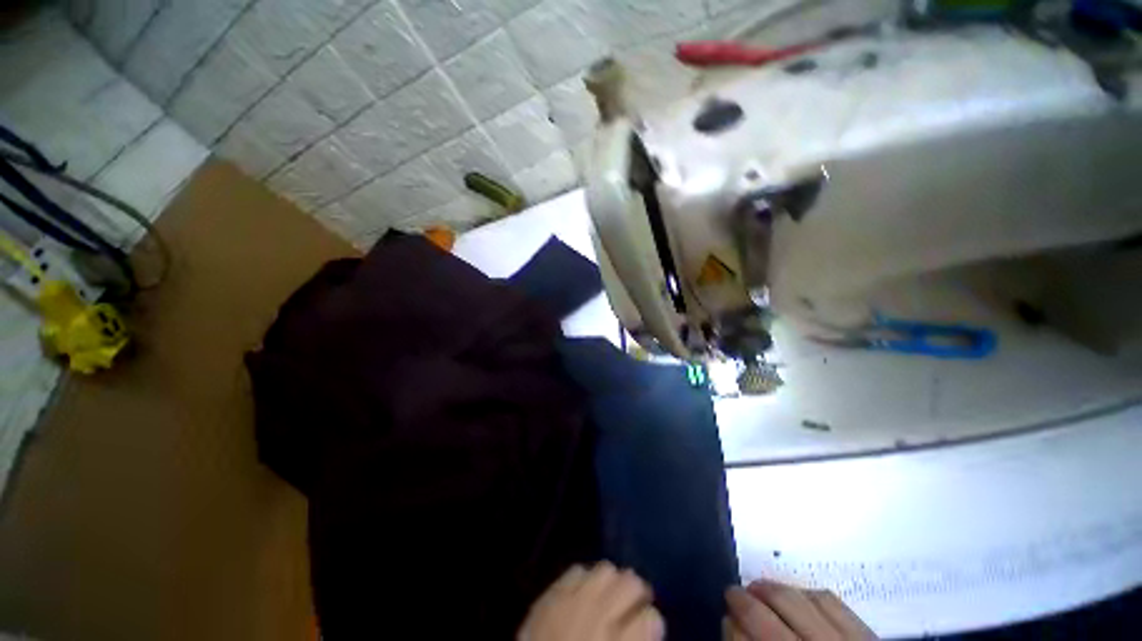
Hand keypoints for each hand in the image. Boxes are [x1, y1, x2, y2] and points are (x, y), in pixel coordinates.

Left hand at [518, 562, 664, 640]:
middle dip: (637, 592)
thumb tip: (650, 624)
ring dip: (611, 581)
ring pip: (606, 568)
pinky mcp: (550, 594)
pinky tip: (583, 592)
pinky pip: (576, 570)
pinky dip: (584, 578)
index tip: (649, 623)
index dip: (652, 620)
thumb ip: (635, 640)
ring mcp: (572, 600)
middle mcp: (598, 615)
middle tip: (635, 603)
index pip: (651, 617)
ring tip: (609, 594)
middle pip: (631, 581)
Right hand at [725, 580, 876, 640]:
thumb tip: (731, 627)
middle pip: (768, 615)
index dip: (731, 625)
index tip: (725, 616)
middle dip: (743, 599)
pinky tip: (796, 594)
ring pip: (797, 600)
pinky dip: (807, 592)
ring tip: (758, 588)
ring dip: (772, 589)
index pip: (745, 640)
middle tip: (732, 594)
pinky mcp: (866, 635)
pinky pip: (830, 600)